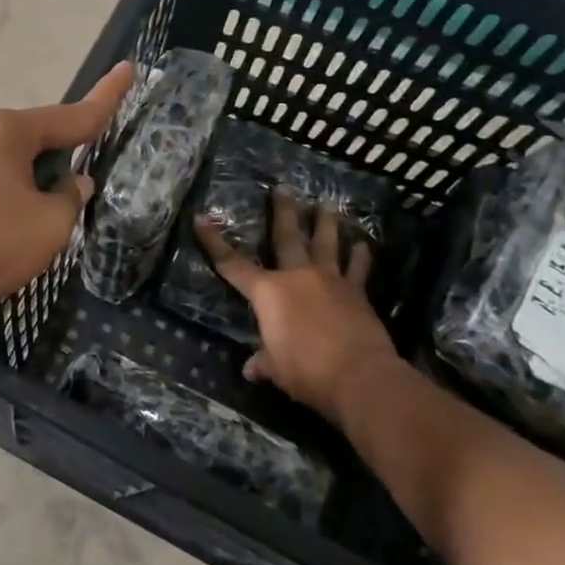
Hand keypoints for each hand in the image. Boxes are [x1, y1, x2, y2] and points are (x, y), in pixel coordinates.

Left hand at [0, 62, 136, 310]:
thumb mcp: (48, 225)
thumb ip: (70, 199)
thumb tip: (72, 184)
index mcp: (12, 132)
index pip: (74, 114)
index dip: (107, 97)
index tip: (129, 69)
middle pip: (45, 140)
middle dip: (68, 162)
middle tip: (85, 192)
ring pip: (22, 166)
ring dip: (41, 189)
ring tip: (48, 226)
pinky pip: (0, 183)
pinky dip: (19, 200)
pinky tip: (18, 231)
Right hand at [194, 188, 398, 420]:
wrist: (359, 376)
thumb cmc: (306, 370)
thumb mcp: (276, 369)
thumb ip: (264, 361)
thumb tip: (251, 369)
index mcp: (268, 292)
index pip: (233, 264)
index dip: (214, 242)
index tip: (202, 219)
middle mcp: (297, 277)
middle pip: (288, 237)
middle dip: (283, 212)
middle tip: (283, 188)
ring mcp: (331, 281)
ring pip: (327, 244)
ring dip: (326, 223)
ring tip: (326, 204)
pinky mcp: (357, 294)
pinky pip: (358, 269)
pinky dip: (360, 257)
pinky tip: (362, 245)